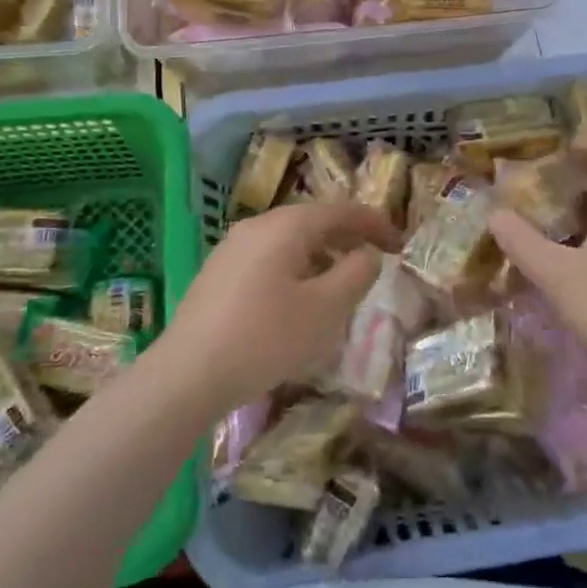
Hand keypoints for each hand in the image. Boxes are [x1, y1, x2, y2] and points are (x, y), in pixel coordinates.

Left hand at [159, 202, 399, 413]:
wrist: (186, 376)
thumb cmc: (265, 338)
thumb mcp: (325, 309)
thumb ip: (356, 274)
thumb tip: (367, 254)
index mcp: (286, 226)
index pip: (341, 211)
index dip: (374, 224)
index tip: (400, 244)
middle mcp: (257, 226)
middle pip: (313, 221)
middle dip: (348, 237)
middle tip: (376, 258)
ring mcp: (232, 248)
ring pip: (289, 240)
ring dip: (322, 253)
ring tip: (341, 279)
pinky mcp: (218, 273)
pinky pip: (268, 258)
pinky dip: (296, 267)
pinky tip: (299, 298)